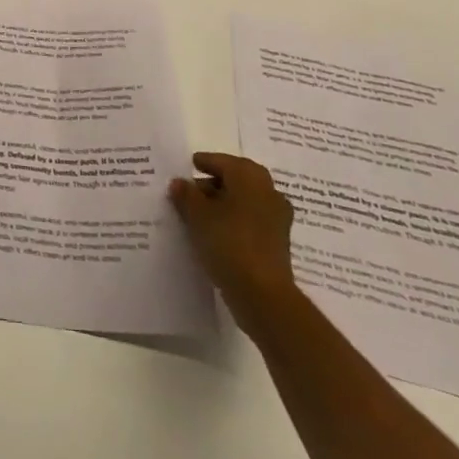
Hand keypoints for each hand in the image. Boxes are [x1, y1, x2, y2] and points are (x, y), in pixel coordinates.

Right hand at [168, 151, 298, 331]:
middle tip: (191, 192)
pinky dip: (235, 223)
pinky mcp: (278, 244)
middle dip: (213, 185)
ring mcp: (277, 219)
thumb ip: (186, 195)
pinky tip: (216, 235)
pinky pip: (251, 223)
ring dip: (224, 205)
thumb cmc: (229, 243)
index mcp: (249, 176)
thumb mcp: (197, 215)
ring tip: (199, 216)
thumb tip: (179, 183)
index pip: (221, 161)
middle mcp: (268, 191)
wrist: (264, 296)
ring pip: (244, 203)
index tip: (188, 166)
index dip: (203, 163)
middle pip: (235, 180)